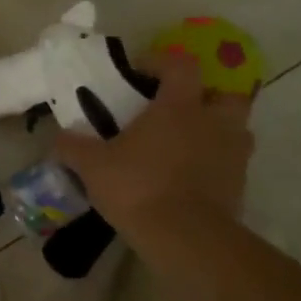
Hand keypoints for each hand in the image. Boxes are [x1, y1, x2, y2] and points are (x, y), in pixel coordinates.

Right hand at [56, 50, 253, 233]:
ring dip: (215, 130)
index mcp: (179, 107)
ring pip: (235, 129)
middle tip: (177, 109)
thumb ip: (73, 146)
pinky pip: (231, 163)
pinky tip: (187, 178)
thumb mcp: (92, 165)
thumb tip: (60, 137)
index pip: (181, 65)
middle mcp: (213, 123)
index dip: (162, 62)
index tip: (140, 73)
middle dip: (205, 96)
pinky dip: (214, 164)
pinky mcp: (240, 186)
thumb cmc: (138, 187)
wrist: (185, 238)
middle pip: (225, 94)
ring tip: (184, 144)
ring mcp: (233, 155)